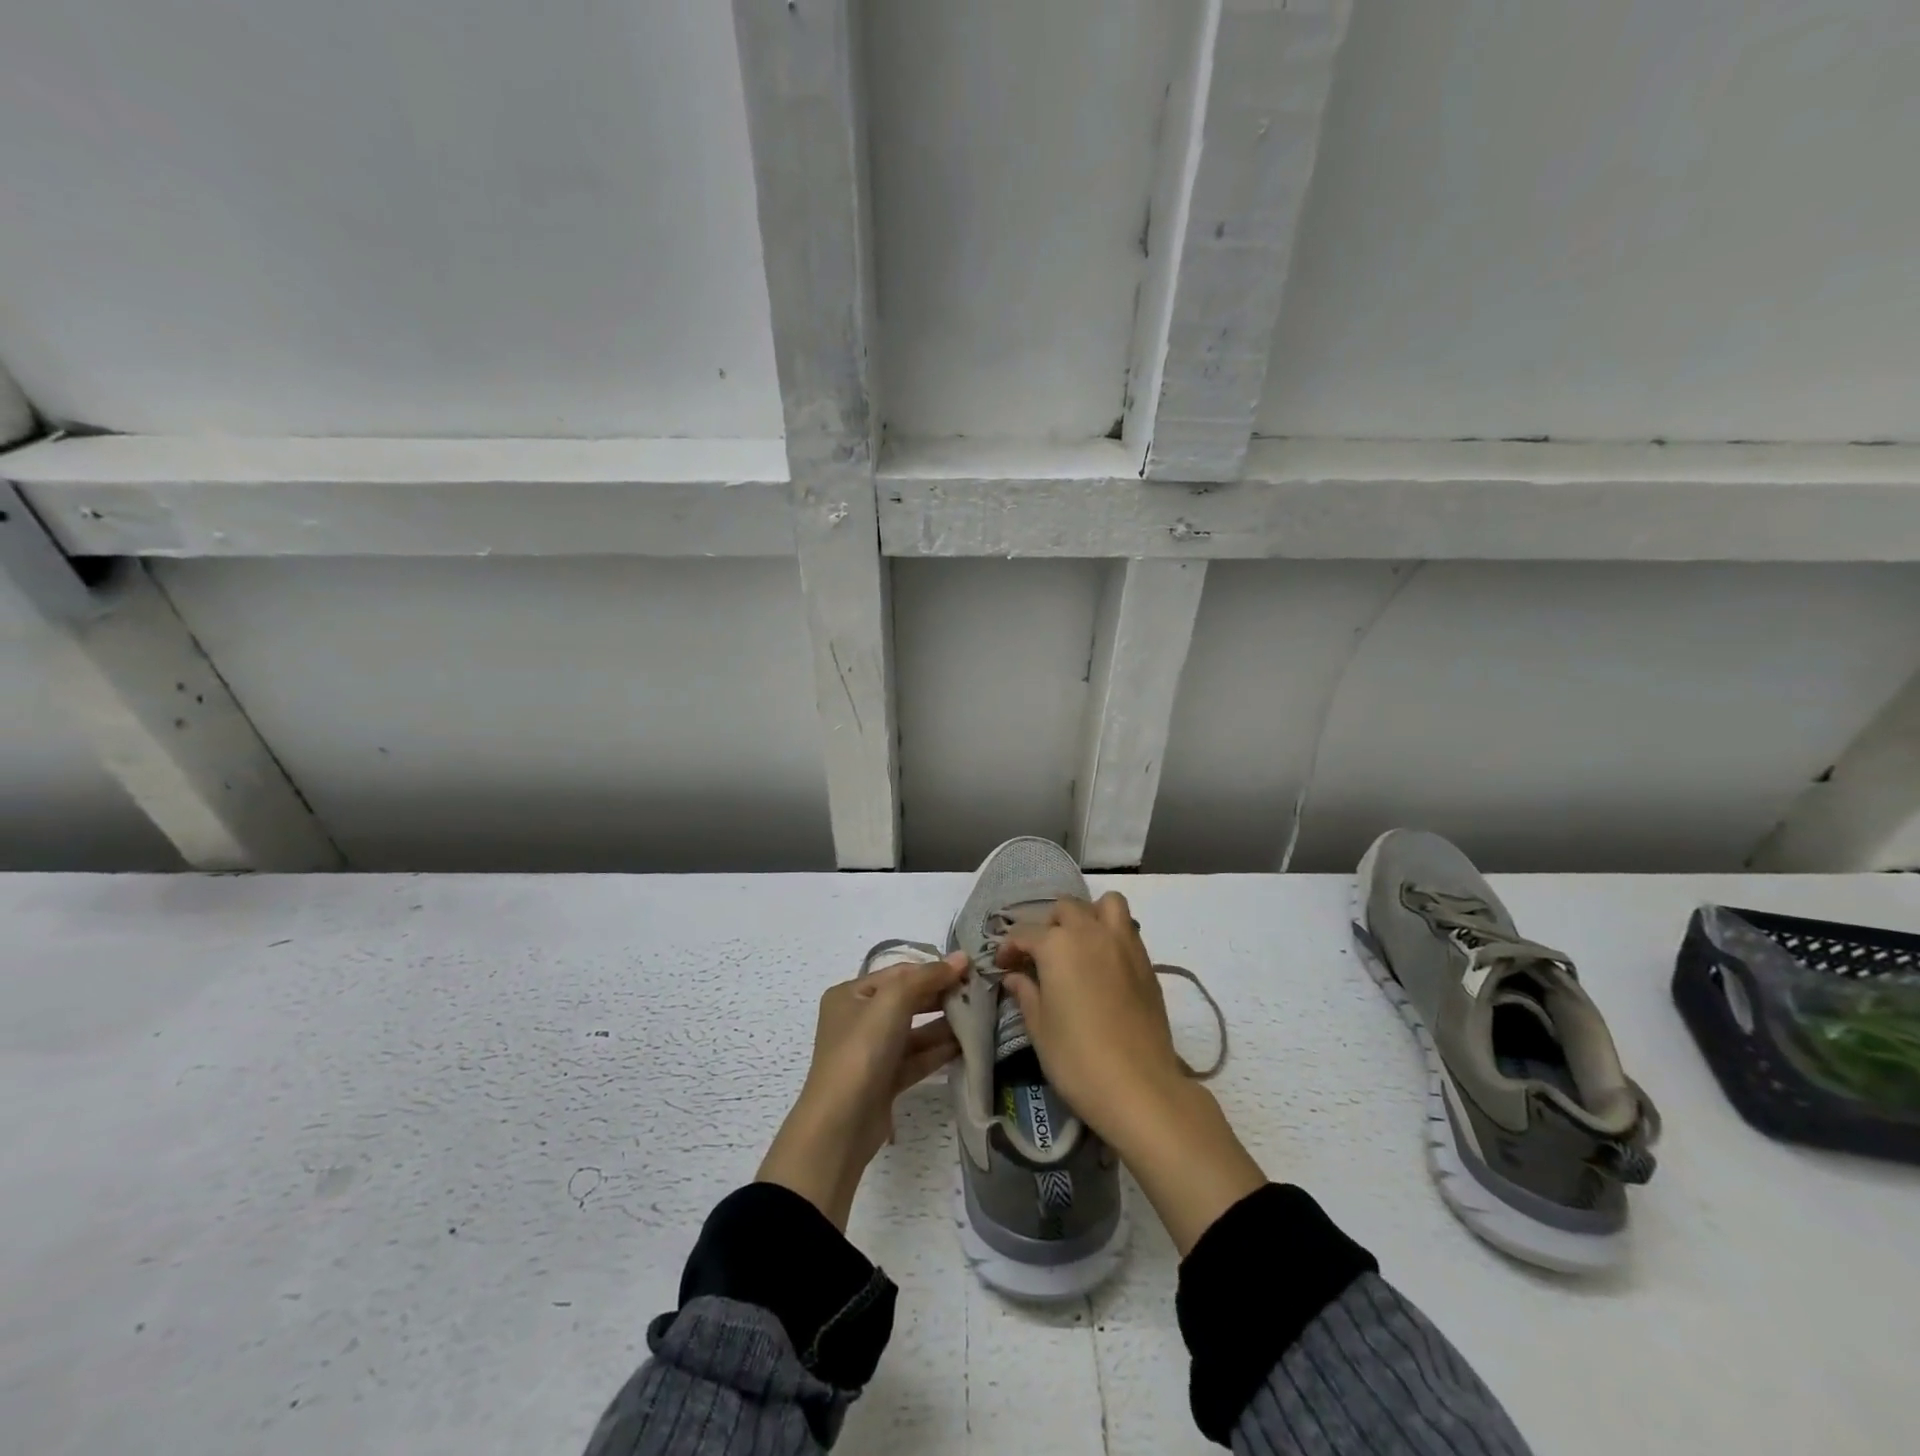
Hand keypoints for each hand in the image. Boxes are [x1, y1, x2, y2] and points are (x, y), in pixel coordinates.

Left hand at [758, 951, 968, 1228]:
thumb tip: (961, 958)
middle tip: (978, 994)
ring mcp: (871, 1052)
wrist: (840, 1124)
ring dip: (943, 1025)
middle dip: (940, 996)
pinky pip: (915, 1058)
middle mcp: (858, 1020)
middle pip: (906, 1001)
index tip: (969, 969)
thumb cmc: (862, 1050)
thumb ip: (927, 977)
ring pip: (913, 1032)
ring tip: (978, 1018)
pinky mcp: (884, 1081)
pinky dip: (937, 1052)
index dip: (932, 969)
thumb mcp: (892, 1002)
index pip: (898, 973)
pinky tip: (965, 1046)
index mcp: (850, 995)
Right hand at [999, 894, 1264, 1253]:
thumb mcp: (1040, 1028)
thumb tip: (1015, 976)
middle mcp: (1091, 932)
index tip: (1003, 966)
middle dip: (1049, 925)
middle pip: (1066, 908)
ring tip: (1079, 945)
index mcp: (1057, 945)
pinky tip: (1103, 966)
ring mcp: (1124, 944)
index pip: (1025, 933)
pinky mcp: (1146, 963)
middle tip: (1041, 956)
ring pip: (1106, 904)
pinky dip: (1112, 934)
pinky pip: (1127, 929)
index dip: (1009, 948)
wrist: (1140, 1087)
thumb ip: (1026, 993)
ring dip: (1089, 915)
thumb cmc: (1077, 1059)